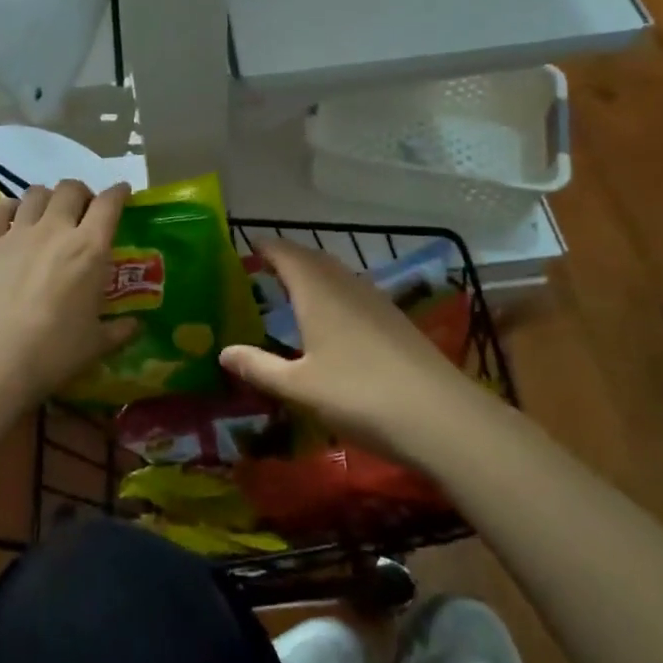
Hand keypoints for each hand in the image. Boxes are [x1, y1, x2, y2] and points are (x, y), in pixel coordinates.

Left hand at [0, 180, 137, 404]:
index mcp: (89, 249)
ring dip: (48, 197)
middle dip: (82, 193)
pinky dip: (9, 208)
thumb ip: (118, 331)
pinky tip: (13, 220)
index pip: (109, 204)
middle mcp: (55, 230)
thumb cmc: (53, 352)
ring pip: (35, 193)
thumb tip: (135, 326)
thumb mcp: (95, 345)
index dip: (119, 193)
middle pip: (70, 189)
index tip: (123, 193)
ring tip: (50, 214)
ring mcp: (17, 234)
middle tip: (85, 211)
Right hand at [220, 239, 498, 471]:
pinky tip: (333, 319)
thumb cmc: (359, 395)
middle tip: (263, 268)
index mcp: (317, 291)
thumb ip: (259, 367)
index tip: (246, 245)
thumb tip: (223, 352)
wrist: (439, 417)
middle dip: (288, 258)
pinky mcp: (395, 320)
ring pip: (337, 274)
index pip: (286, 253)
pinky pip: (354, 291)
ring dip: (313, 274)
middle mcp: (346, 285)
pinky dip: (334, 292)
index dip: (265, 247)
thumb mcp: (299, 387)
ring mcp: (375, 300)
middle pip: (313, 258)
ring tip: (293, 289)